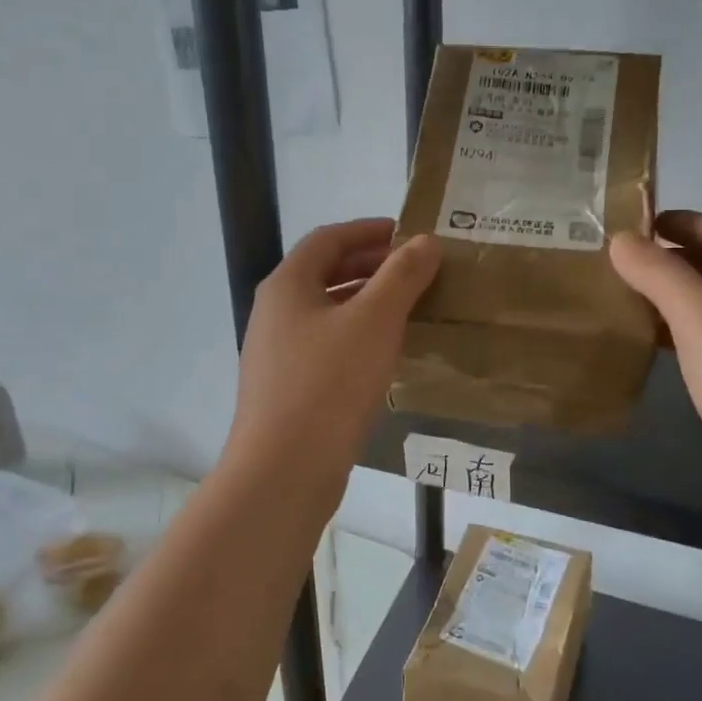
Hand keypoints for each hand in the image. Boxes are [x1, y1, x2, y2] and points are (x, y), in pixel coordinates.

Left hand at [223, 219, 439, 512]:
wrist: (284, 470)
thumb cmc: (329, 383)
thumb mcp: (374, 321)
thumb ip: (402, 276)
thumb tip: (426, 241)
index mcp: (287, 285)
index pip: (329, 238)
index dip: (369, 230)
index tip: (409, 235)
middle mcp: (275, 312)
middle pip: (326, 273)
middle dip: (372, 266)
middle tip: (417, 271)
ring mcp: (278, 353)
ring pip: (328, 312)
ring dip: (367, 303)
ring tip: (410, 308)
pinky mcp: (288, 387)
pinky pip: (327, 346)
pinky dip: (358, 337)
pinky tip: (386, 354)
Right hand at [610, 212, 701, 534]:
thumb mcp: (700, 317)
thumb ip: (659, 273)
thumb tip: (621, 241)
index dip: (685, 222)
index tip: (639, 225)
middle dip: (680, 258)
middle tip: (628, 262)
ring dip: (682, 297)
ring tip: (635, 299)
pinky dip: (690, 334)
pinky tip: (662, 347)